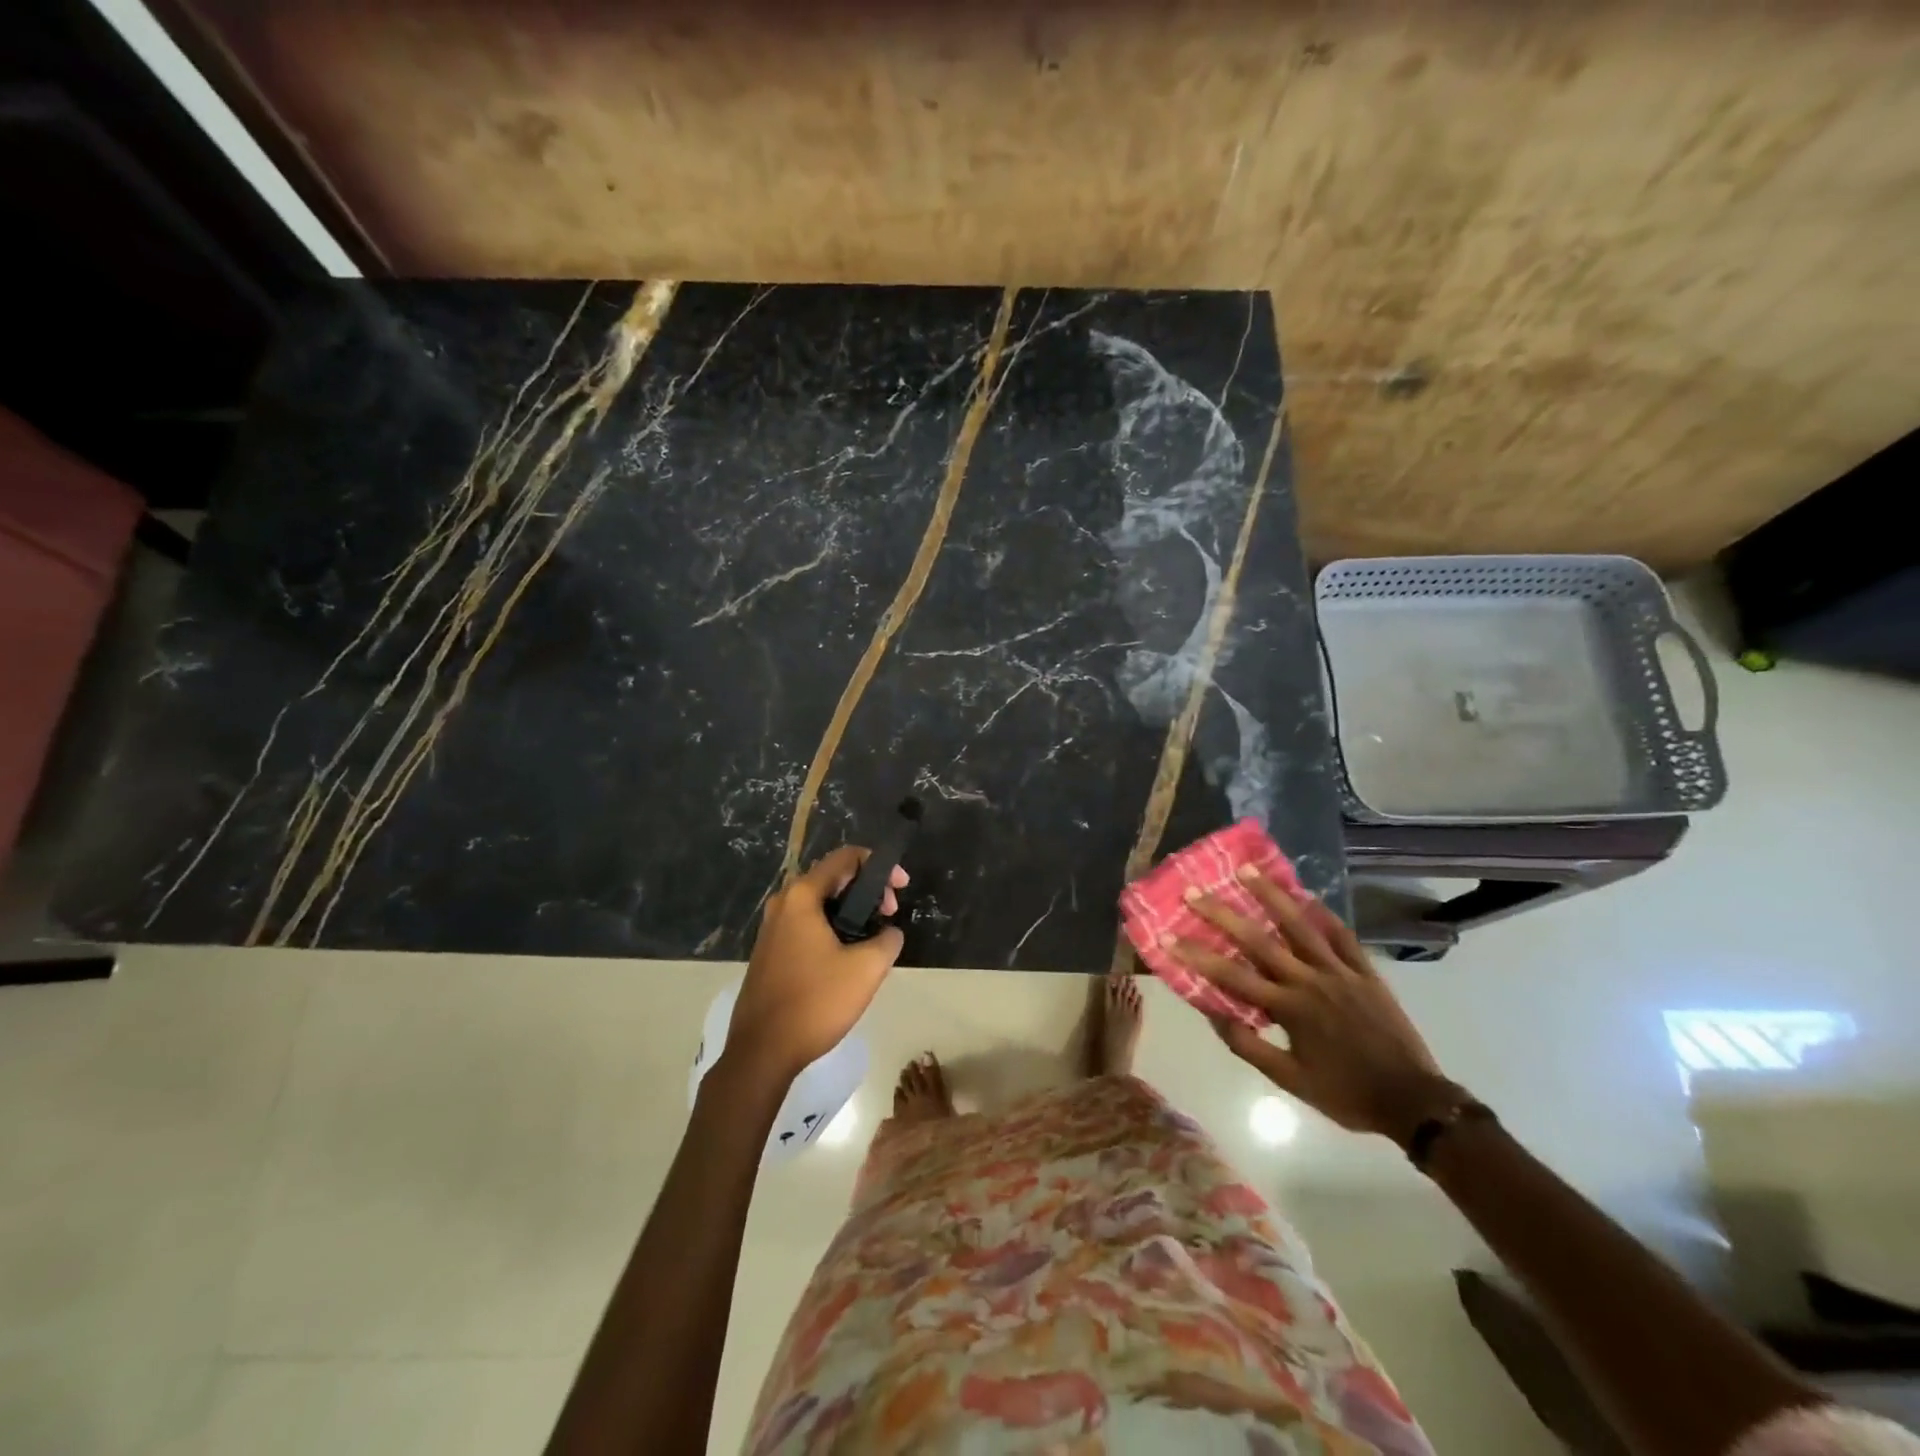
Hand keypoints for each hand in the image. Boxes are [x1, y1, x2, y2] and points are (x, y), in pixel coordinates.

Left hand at [725, 846, 908, 1083]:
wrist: (762, 1052)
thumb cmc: (815, 1002)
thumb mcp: (867, 969)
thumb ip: (888, 939)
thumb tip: (889, 932)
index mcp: (802, 896)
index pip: (846, 857)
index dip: (880, 865)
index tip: (901, 888)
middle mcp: (783, 903)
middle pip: (832, 877)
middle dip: (867, 889)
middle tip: (890, 915)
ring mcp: (772, 928)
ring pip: (820, 902)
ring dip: (851, 910)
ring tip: (874, 937)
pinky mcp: (770, 951)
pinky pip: (807, 924)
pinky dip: (832, 927)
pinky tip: (848, 955)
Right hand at [1171, 870, 1463, 1144]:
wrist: (1414, 1102)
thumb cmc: (1346, 1093)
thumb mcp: (1291, 1081)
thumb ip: (1249, 1047)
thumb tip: (1213, 1013)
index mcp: (1288, 1009)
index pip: (1231, 976)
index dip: (1196, 955)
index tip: (1166, 935)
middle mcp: (1309, 981)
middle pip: (1259, 941)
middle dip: (1222, 914)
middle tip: (1194, 891)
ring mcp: (1340, 972)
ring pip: (1301, 926)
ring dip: (1271, 895)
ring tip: (1247, 870)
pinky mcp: (1366, 972)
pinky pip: (1343, 936)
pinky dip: (1324, 913)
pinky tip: (1307, 894)